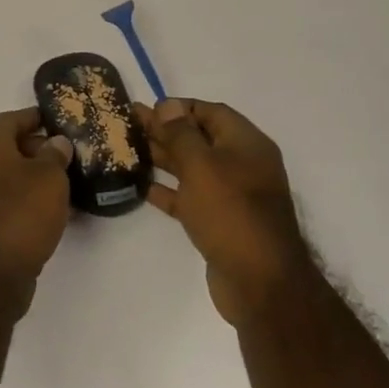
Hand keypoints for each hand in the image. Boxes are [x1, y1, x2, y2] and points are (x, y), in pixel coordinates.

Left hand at [0, 107, 73, 311]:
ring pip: (9, 176)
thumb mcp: (49, 177)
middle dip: (38, 149)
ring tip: (68, 184)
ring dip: (35, 178)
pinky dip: (28, 201)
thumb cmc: (20, 213)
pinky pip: (8, 201)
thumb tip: (56, 142)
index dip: (35, 118)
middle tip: (69, 156)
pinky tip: (54, 212)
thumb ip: (55, 155)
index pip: (11, 119)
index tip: (58, 122)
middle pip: (8, 147)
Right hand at [139, 97, 305, 327]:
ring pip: (192, 168)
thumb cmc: (230, 212)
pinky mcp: (219, 222)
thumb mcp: (202, 165)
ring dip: (163, 158)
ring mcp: (232, 196)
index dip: (180, 107)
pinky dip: (168, 190)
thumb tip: (168, 105)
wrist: (260, 282)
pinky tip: (141, 186)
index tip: (148, 108)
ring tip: (128, 149)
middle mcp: (242, 165)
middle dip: (165, 130)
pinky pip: (190, 197)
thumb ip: (181, 133)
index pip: (211, 112)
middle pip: (199, 139)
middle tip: (128, 124)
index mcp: (246, 144)